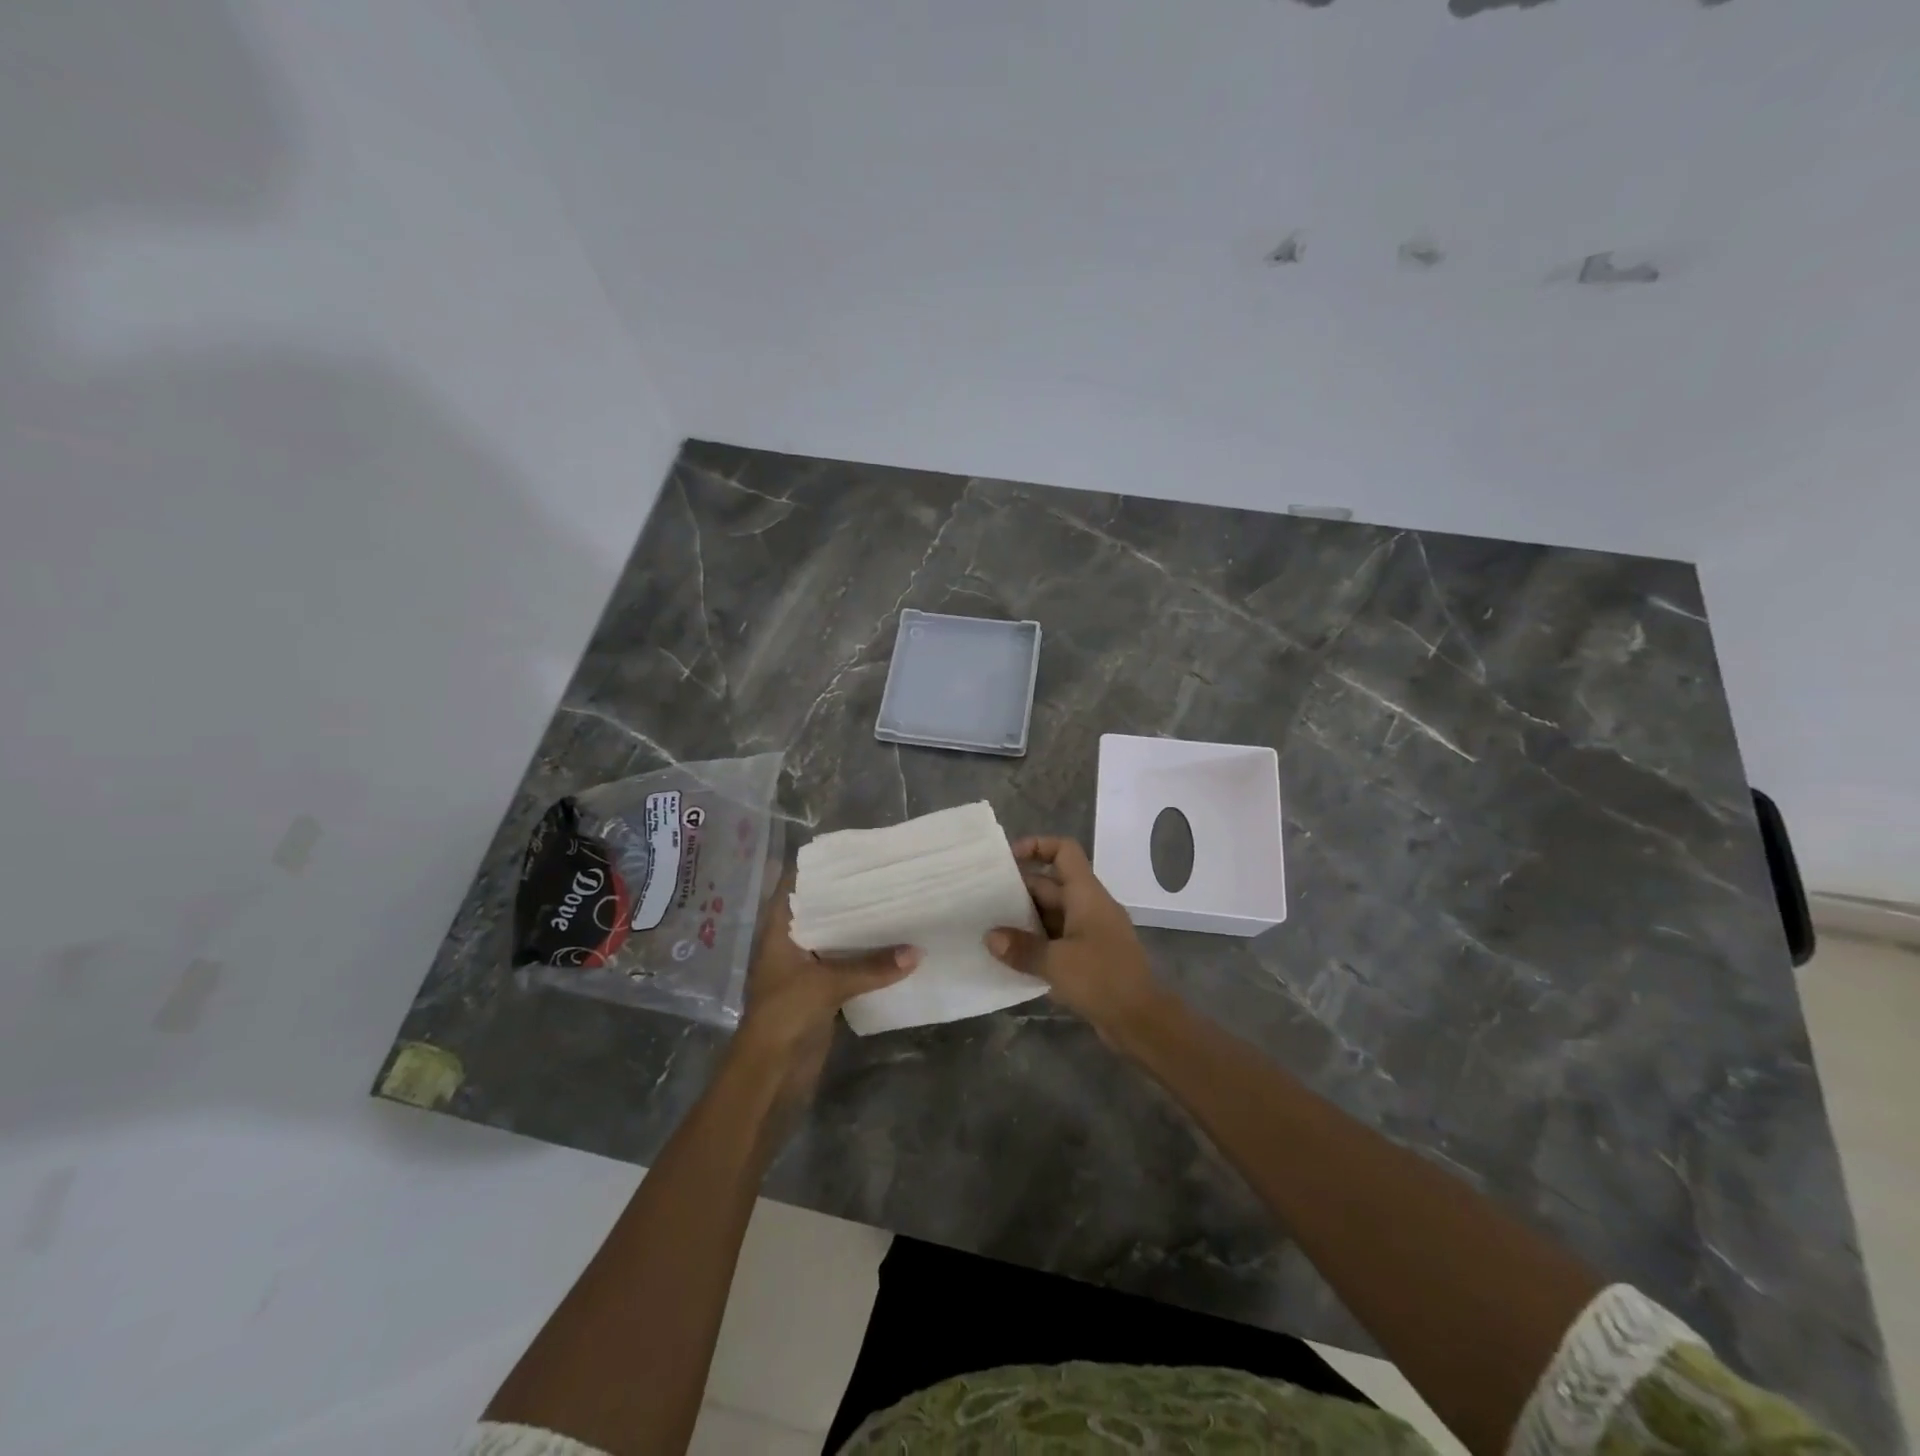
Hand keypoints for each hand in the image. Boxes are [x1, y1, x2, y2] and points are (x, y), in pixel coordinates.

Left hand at [735, 880, 918, 1101]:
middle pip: (819, 912)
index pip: (794, 887)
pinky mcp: (821, 993)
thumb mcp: (828, 984)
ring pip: (835, 940)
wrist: (770, 1073)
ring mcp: (805, 969)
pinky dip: (865, 958)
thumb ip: (872, 967)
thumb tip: (917, 952)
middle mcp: (791, 944)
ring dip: (859, 929)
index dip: (817, 869)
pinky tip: (894, 946)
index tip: (851, 854)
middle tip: (884, 876)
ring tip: (895, 903)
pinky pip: (846, 967)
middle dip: (847, 897)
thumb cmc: (785, 1014)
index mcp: (779, 931)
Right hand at [985, 836, 1162, 1042]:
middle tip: (983, 900)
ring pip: (1051, 914)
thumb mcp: (1056, 962)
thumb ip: (1021, 948)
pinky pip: (1057, 939)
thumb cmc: (1102, 979)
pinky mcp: (1089, 957)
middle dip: (1018, 889)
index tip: (1006, 860)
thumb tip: (990, 937)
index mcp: (1086, 894)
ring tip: (990, 928)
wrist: (1142, 1021)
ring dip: (1024, 919)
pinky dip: (1036, 942)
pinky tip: (1011, 957)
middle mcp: (1089, 906)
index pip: (1064, 851)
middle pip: (1050, 884)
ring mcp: (1090, 932)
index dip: (1036, 846)